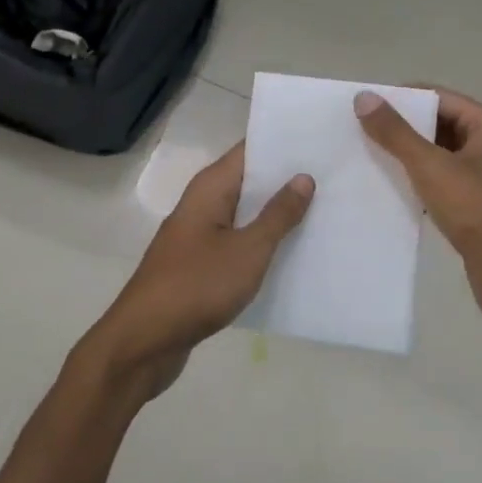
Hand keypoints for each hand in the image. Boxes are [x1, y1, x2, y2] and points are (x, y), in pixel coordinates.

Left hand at [85, 143, 313, 400]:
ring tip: (326, 209)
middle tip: (336, 176)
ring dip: (277, 213)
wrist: (145, 340)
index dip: (284, 144)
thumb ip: (277, 214)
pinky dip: (262, 242)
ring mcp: (199, 234)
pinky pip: (238, 241)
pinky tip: (294, 251)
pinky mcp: (200, 264)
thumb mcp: (248, 250)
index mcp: (210, 188)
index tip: (323, 141)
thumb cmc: (197, 286)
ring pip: (245, 213)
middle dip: (287, 179)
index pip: (249, 150)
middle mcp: (202, 203)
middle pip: (249, 180)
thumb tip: (303, 177)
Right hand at [355, 86, 481, 336]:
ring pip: (439, 158)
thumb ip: (396, 133)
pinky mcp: (479, 209)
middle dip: (401, 130)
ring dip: (407, 159)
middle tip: (357, 134)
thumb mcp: (432, 167)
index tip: (362, 107)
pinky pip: (442, 186)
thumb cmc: (479, 212)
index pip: (437, 96)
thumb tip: (364, 97)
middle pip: (438, 125)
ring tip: (366, 161)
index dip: (401, 99)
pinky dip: (418, 186)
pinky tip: (389, 193)